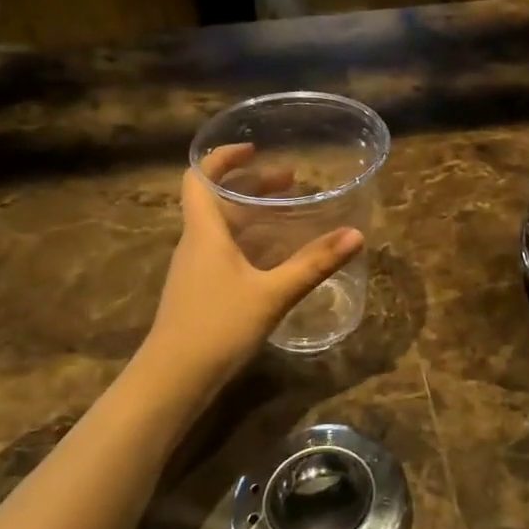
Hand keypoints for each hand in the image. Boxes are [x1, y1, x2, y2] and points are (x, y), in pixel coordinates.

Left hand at [140, 145, 363, 398]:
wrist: (172, 380)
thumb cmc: (217, 327)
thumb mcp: (272, 293)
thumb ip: (313, 264)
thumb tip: (356, 235)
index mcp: (205, 231)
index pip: (199, 177)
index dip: (223, 158)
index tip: (254, 148)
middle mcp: (195, 243)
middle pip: (217, 199)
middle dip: (252, 185)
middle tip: (291, 181)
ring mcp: (195, 269)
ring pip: (221, 226)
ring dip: (252, 213)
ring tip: (290, 213)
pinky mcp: (200, 291)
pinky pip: (225, 250)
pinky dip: (250, 241)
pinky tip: (276, 257)